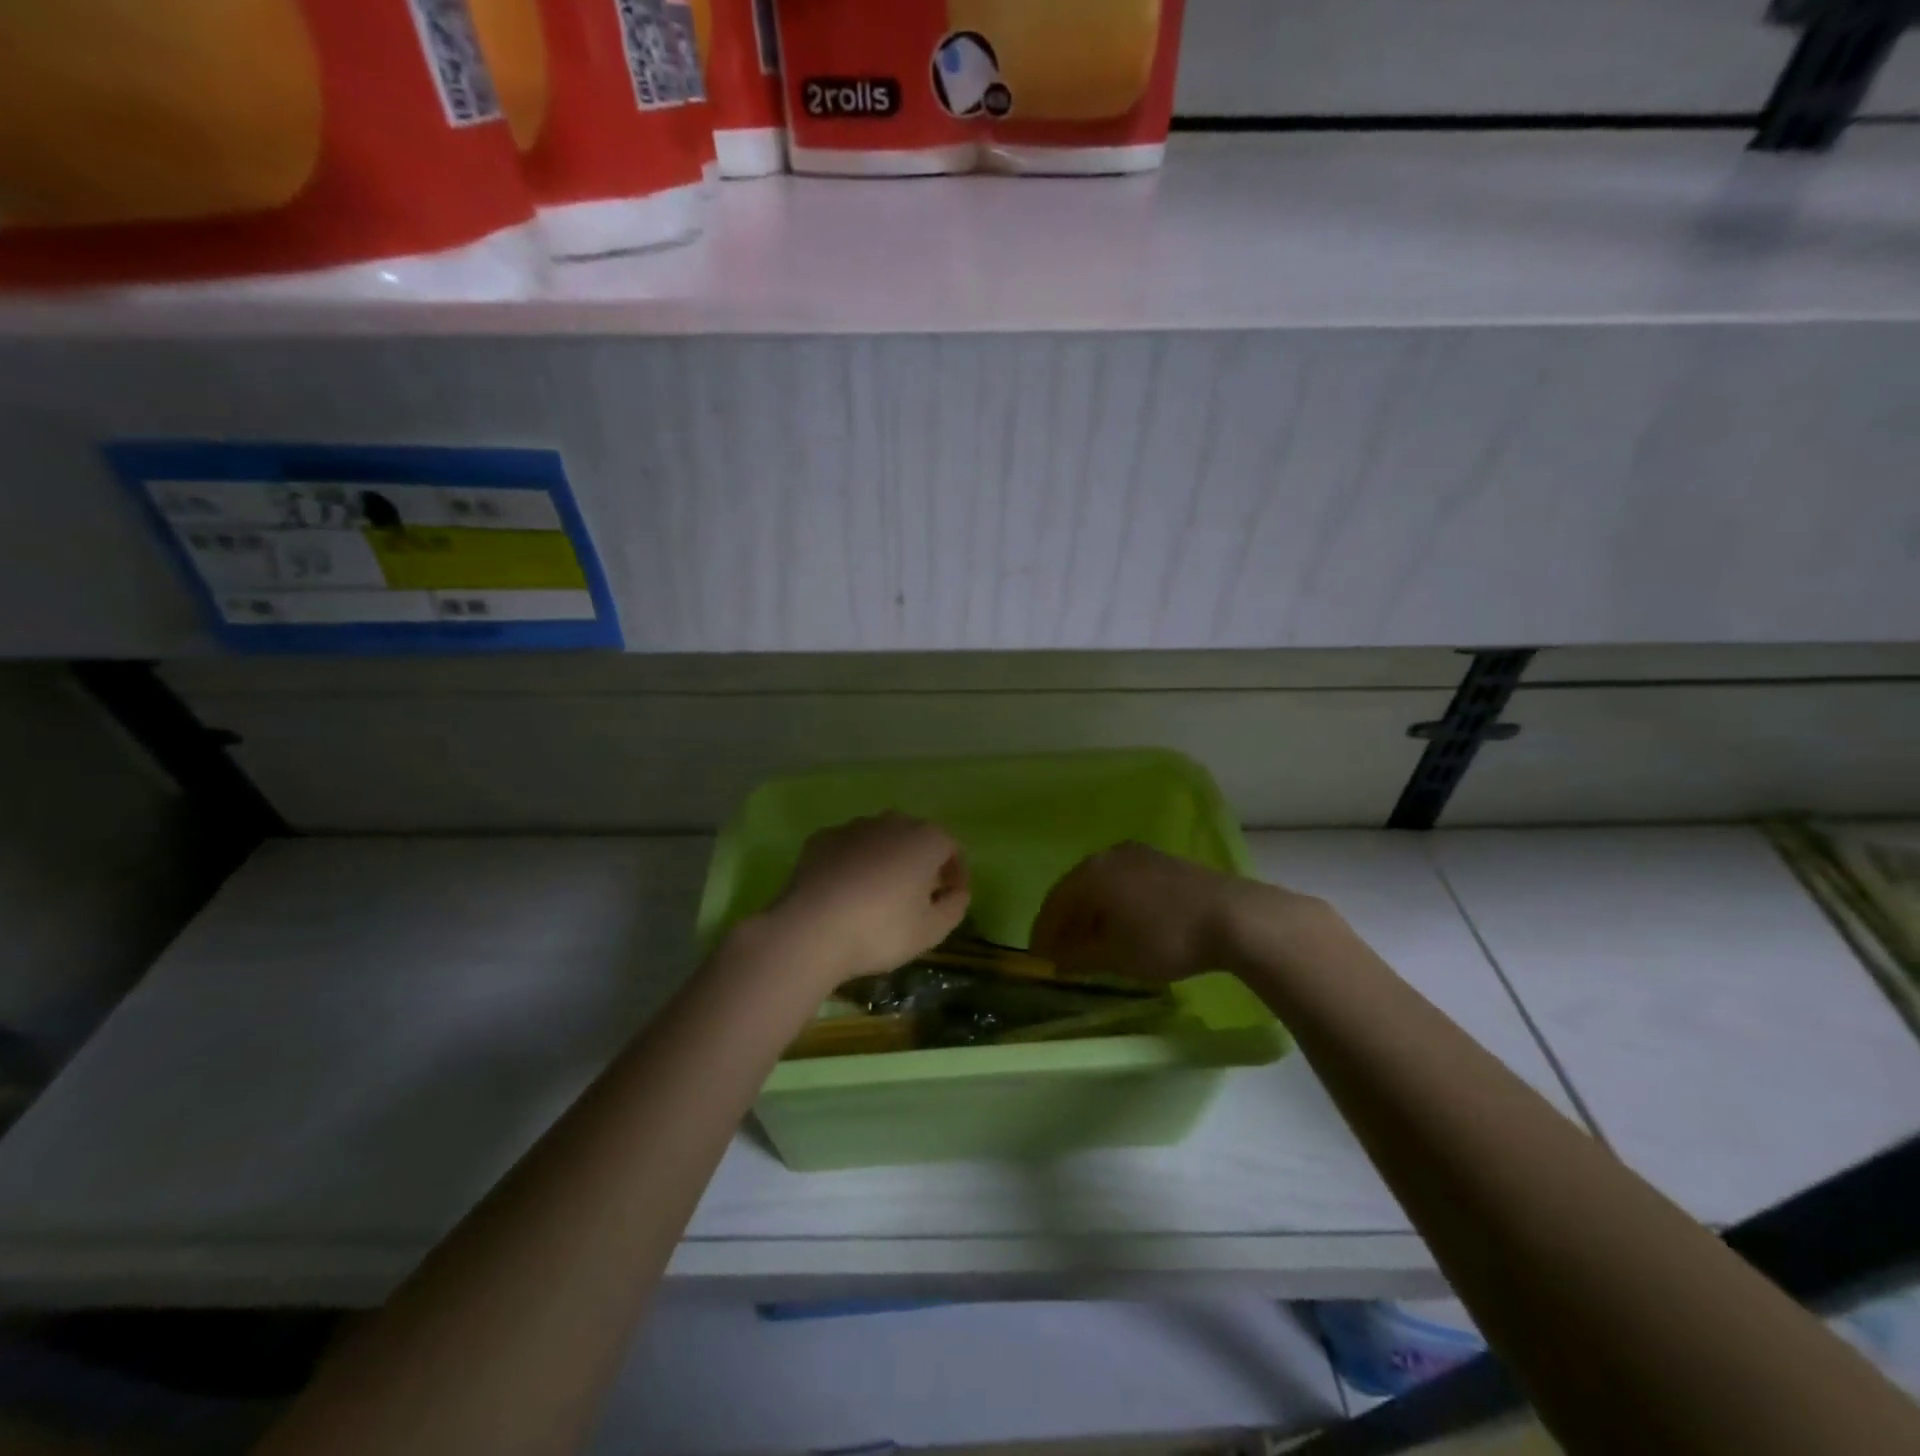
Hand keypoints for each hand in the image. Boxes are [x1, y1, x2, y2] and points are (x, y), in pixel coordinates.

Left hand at [765, 814, 970, 984]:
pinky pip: (848, 848)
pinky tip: (845, 892)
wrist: (810, 930)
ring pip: (880, 840)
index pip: (951, 848)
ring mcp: (853, 827)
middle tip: (916, 896)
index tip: (950, 897)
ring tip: (878, 895)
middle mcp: (891, 822)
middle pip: (915, 838)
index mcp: (925, 839)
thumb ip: (954, 907)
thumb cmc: (880, 930)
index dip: (955, 872)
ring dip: (886, 860)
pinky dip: (853, 863)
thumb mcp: (931, 931)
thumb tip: (957, 892)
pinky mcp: (821, 838)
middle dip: (921, 862)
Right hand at [1031, 842, 1303, 984]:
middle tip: (1061, 952)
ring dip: (1091, 913)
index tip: (1039, 959)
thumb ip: (1079, 957)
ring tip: (1092, 942)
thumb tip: (1057, 959)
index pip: (1054, 903)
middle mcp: (1109, 855)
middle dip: (1066, 922)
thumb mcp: (1116, 956)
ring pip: (1101, 884)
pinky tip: (1123, 925)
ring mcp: (1138, 854)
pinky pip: (1124, 881)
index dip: (1043, 933)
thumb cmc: (1166, 938)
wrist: (1233, 917)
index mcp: (1090, 873)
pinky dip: (1114, 904)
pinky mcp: (1163, 861)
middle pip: (1075, 890)